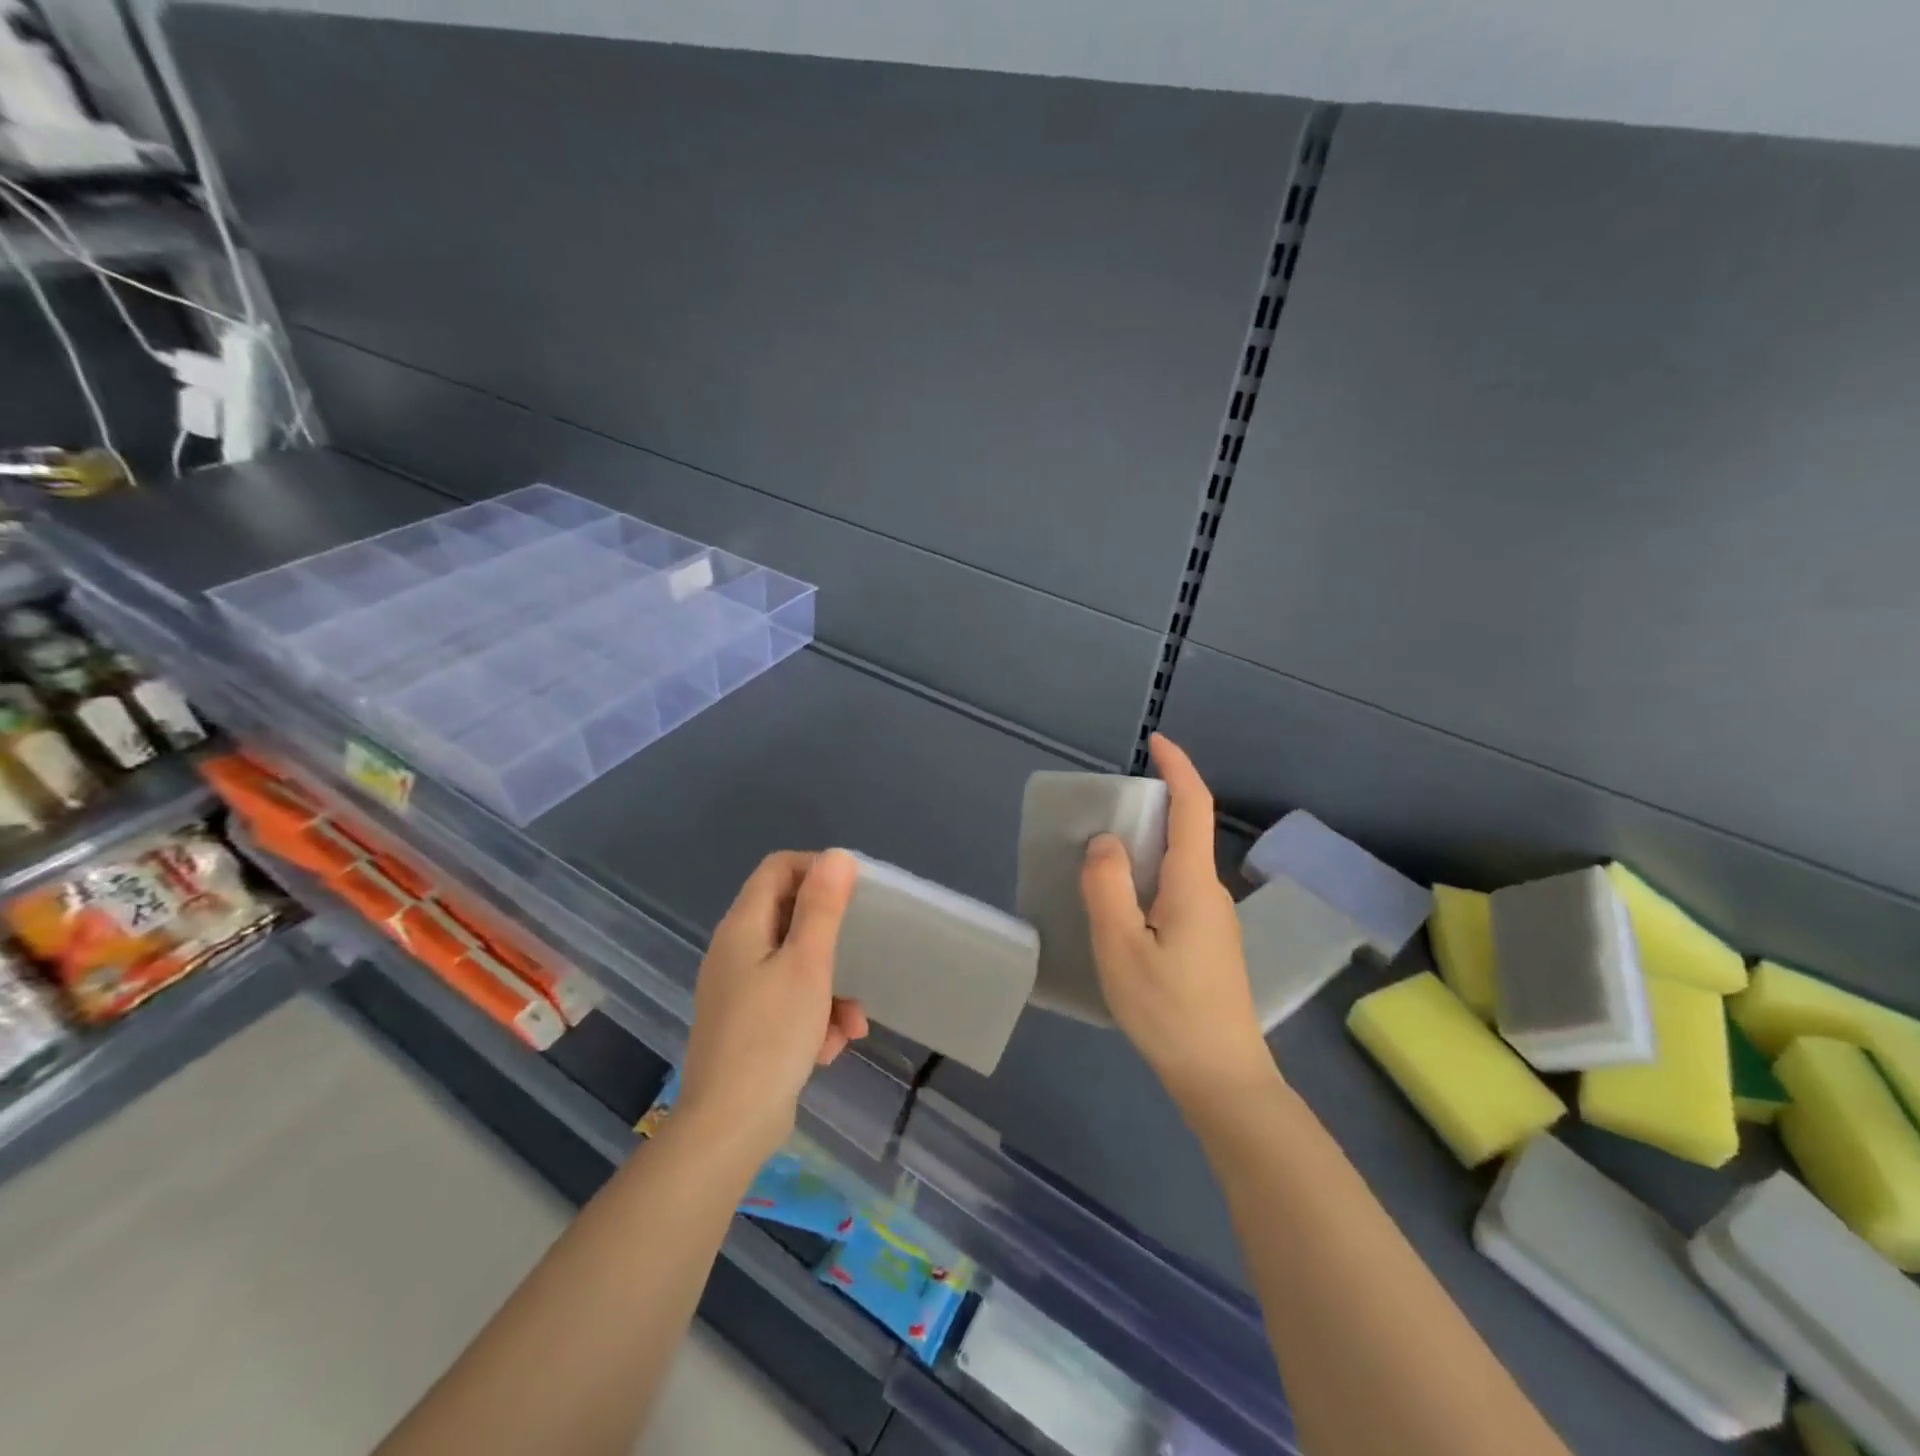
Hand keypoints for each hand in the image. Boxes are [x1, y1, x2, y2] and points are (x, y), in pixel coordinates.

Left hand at [678, 850, 868, 1159]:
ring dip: (830, 987)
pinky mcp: (746, 1024)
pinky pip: (788, 1001)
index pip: (778, 868)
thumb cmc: (772, 1035)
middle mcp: (735, 951)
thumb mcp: (808, 965)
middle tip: (862, 956)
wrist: (728, 1128)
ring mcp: (738, 989)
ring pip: (796, 966)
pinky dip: (814, 1016)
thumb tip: (836, 855)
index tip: (853, 895)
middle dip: (832, 942)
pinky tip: (831, 1048)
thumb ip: (822, 908)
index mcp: (743, 927)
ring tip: (852, 1023)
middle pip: (790, 918)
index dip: (817, 870)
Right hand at [1081, 734, 1276, 1108]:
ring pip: (1176, 867)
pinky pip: (1174, 893)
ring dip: (1142, 852)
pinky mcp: (1209, 944)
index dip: (1178, 768)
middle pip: (1183, 834)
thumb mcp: (1121, 947)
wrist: (1221, 1078)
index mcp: (1192, 884)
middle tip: (1099, 817)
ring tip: (1098, 866)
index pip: (1193, 807)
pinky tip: (1120, 912)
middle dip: (1147, 811)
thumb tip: (1105, 841)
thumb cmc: (1167, 1010)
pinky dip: (1146, 882)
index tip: (1155, 742)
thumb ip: (1107, 887)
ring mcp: (1214, 921)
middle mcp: (1210, 893)